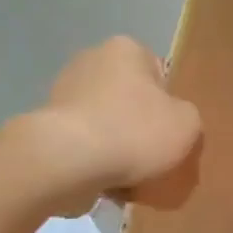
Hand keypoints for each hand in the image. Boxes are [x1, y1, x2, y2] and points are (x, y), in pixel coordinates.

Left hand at [16, 37, 202, 215]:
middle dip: (141, 126)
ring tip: (130, 177)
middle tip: (154, 156)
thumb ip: (188, 117)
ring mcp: (62, 93)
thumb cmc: (133, 132)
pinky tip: (106, 182)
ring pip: (107, 123)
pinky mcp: (45, 126)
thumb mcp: (188, 124)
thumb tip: (172, 122)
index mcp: (126, 50)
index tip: (171, 131)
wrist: (66, 163)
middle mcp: (90, 61)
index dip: (170, 105)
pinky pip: (83, 144)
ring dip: (117, 146)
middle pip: (130, 99)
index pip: (160, 74)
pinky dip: (95, 161)